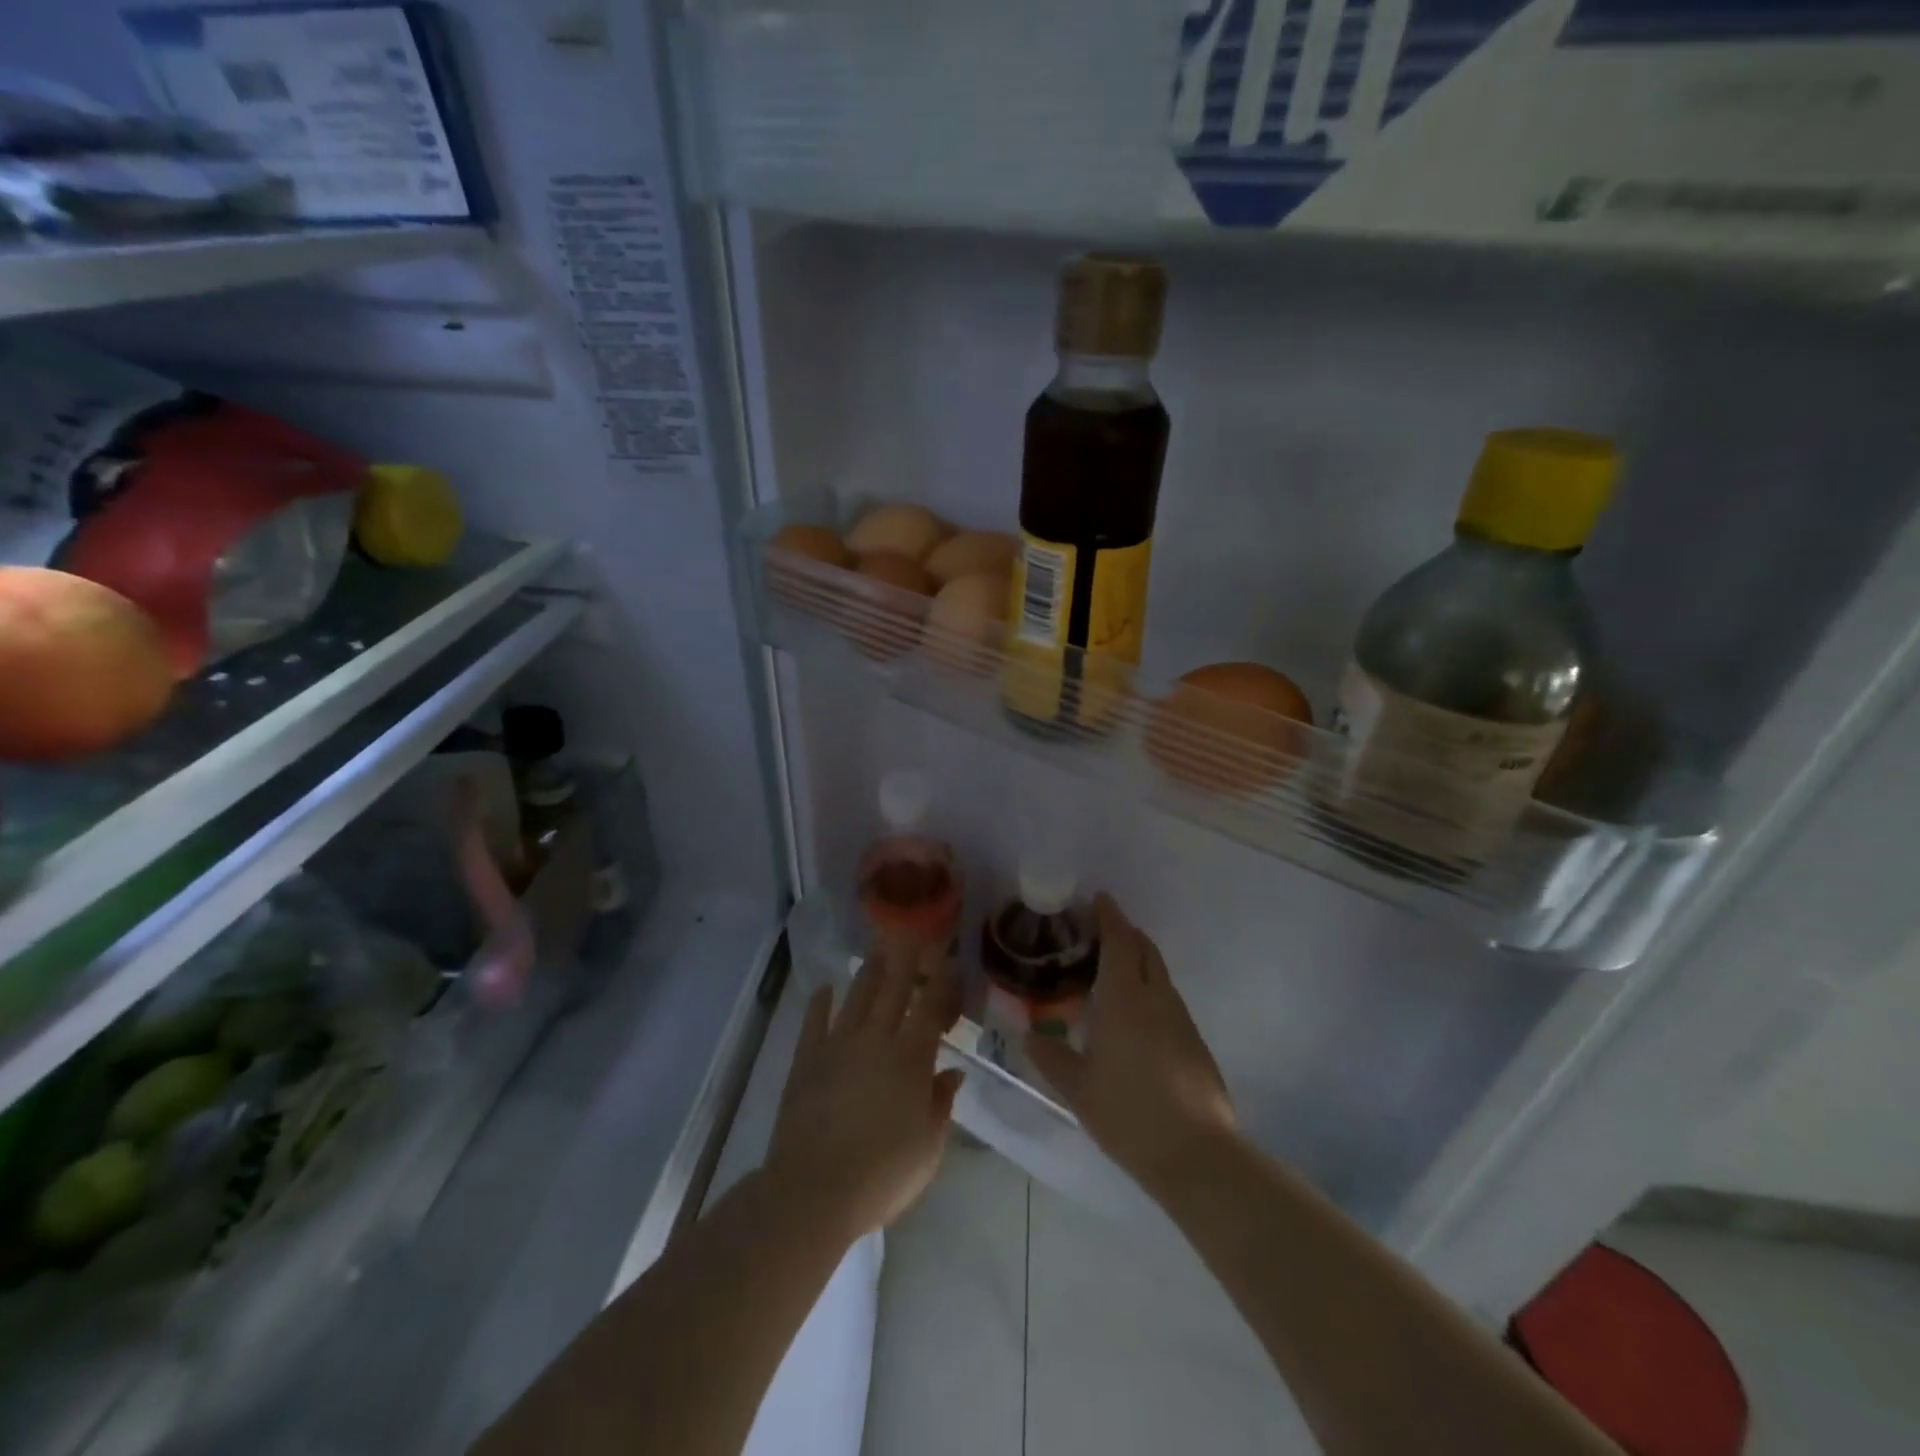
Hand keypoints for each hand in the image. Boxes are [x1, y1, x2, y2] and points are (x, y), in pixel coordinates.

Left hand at [765, 940, 964, 1241]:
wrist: (813, 1191)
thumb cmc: (882, 1174)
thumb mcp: (928, 1147)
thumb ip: (941, 1103)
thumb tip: (953, 1071)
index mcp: (911, 1059)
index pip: (931, 1009)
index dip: (942, 982)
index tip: (949, 960)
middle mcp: (876, 1040)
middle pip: (894, 989)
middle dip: (906, 958)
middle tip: (911, 931)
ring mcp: (838, 1046)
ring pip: (857, 997)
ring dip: (869, 971)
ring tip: (877, 948)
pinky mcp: (807, 1060)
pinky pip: (814, 1022)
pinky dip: (820, 1003)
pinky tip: (824, 988)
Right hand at [1026, 894, 1235, 1192]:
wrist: (1196, 1154)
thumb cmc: (1128, 1113)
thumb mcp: (1077, 1088)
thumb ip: (1050, 1056)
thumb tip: (1027, 1035)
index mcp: (1125, 998)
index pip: (1120, 941)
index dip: (1110, 916)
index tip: (1098, 898)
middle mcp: (1157, 998)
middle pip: (1145, 949)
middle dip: (1126, 933)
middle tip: (1100, 931)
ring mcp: (1182, 1019)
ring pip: (1160, 974)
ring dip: (1139, 961)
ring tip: (1113, 972)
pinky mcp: (1196, 1042)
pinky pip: (1169, 1000)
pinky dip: (1151, 990)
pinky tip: (1135, 1016)